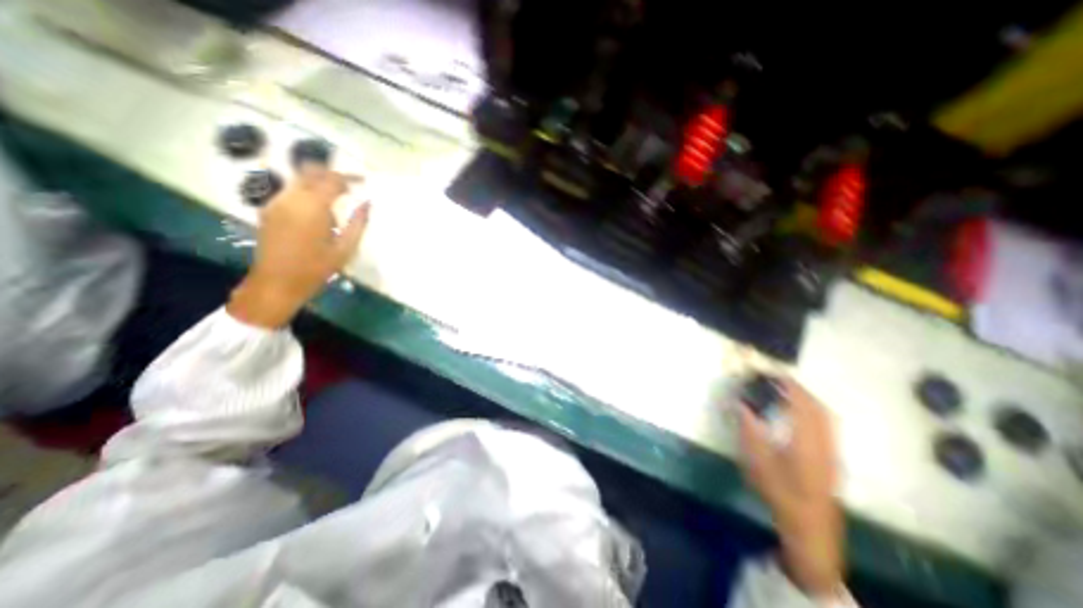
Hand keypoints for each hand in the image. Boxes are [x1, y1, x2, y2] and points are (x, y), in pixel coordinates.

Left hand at [226, 167, 369, 330]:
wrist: (276, 283)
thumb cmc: (316, 268)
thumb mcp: (345, 249)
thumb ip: (358, 223)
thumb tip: (368, 204)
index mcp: (312, 207)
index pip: (331, 180)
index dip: (349, 178)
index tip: (363, 182)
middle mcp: (290, 198)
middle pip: (310, 172)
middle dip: (331, 174)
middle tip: (350, 186)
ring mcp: (275, 202)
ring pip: (298, 180)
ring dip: (318, 183)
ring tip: (336, 199)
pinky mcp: (268, 210)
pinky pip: (290, 192)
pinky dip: (307, 192)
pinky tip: (318, 211)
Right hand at [735, 377, 844, 595]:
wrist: (809, 524)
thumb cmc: (780, 490)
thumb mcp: (757, 459)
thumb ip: (749, 428)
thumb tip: (740, 403)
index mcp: (806, 439)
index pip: (800, 403)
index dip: (787, 385)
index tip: (771, 374)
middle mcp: (824, 440)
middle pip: (816, 406)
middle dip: (797, 389)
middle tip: (776, 380)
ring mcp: (831, 449)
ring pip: (824, 415)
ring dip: (806, 399)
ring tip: (785, 392)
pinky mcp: (832, 457)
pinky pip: (825, 424)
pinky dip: (812, 411)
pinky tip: (798, 414)